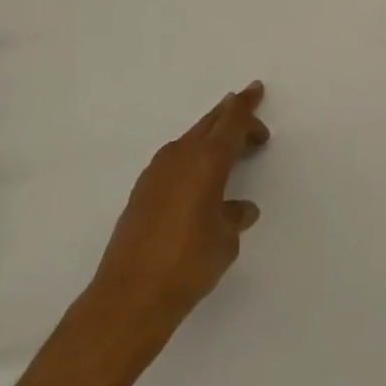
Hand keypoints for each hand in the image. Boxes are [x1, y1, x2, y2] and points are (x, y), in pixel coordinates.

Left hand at [86, 83, 270, 346]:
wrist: (129, 296)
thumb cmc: (188, 264)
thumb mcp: (225, 241)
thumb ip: (234, 217)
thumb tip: (239, 209)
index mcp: (207, 161)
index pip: (231, 122)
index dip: (246, 105)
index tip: (256, 89)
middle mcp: (180, 157)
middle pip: (210, 124)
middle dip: (231, 117)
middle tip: (250, 118)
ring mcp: (156, 172)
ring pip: (190, 141)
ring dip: (210, 139)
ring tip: (228, 148)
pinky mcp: (142, 191)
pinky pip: (175, 160)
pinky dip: (192, 158)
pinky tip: (199, 179)